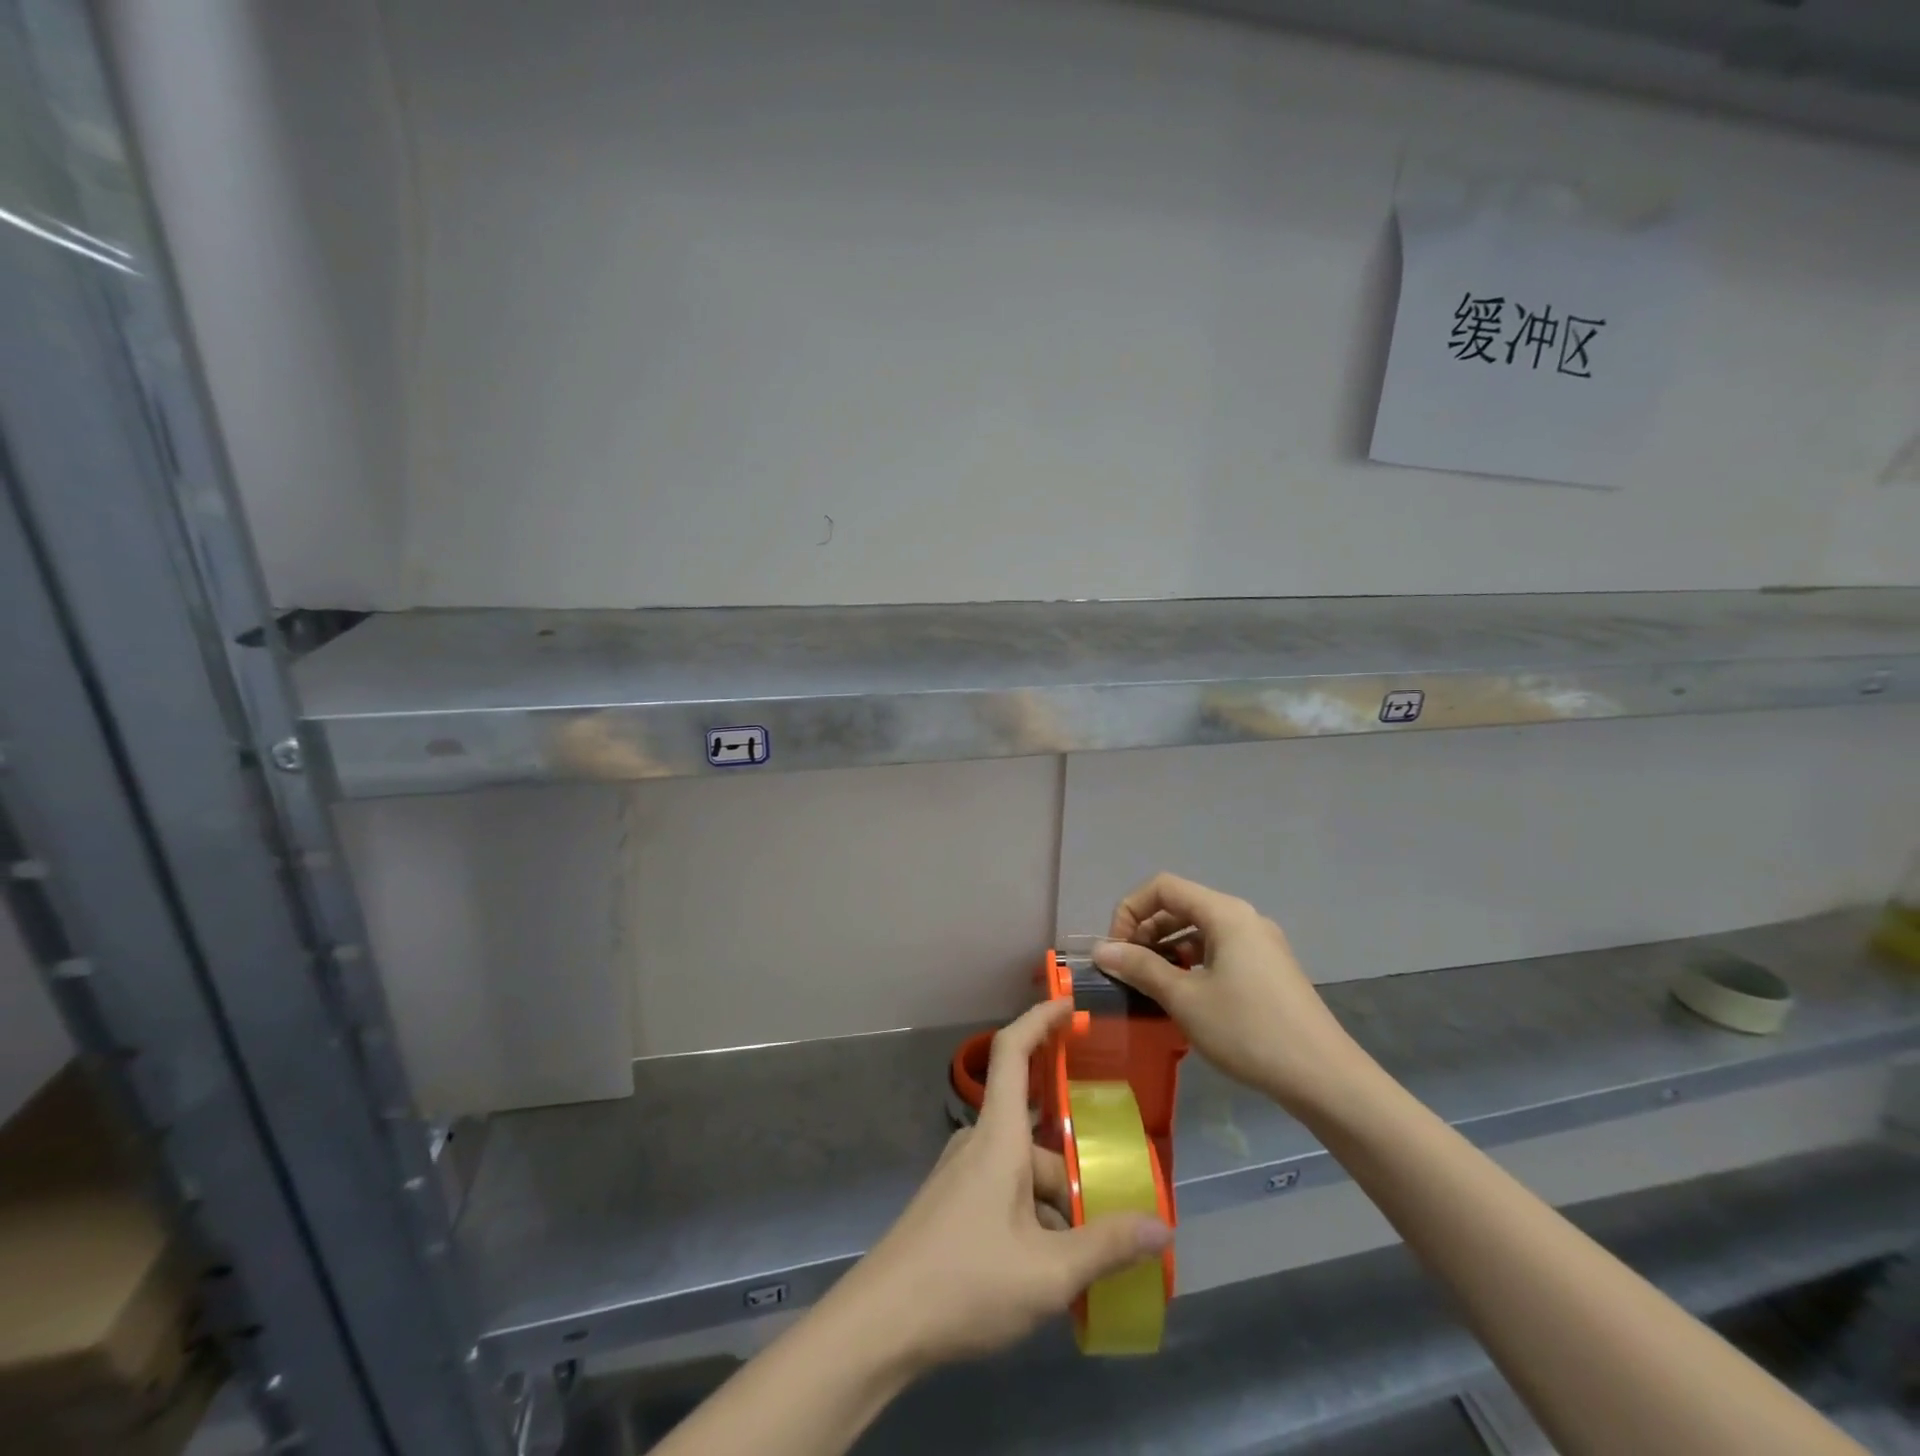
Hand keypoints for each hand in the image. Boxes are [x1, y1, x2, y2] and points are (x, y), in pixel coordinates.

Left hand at [830, 999, 1172, 1372]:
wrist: (881, 1324)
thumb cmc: (966, 1282)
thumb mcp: (1048, 1272)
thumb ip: (1106, 1247)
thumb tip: (1161, 1226)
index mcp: (998, 1136)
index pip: (1013, 1051)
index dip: (1040, 1019)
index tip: (1070, 1004)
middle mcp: (979, 1143)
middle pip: (1038, 1137)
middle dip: (1076, 1172)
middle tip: (1117, 1216)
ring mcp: (962, 1174)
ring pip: (1024, 1172)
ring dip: (1058, 1206)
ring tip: (1090, 1264)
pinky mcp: (953, 1204)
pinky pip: (1006, 1193)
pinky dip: (1035, 1219)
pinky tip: (1051, 1273)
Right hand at [1093, 873, 1370, 1113]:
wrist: (1325, 1078)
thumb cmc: (1248, 1030)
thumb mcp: (1185, 999)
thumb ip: (1141, 968)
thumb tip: (1102, 950)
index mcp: (1225, 913)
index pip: (1163, 887)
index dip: (1130, 910)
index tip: (1116, 949)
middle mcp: (1244, 918)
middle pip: (1181, 905)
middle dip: (1146, 930)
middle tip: (1128, 968)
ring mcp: (1260, 944)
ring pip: (1200, 930)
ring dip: (1168, 948)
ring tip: (1151, 984)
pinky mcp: (1269, 969)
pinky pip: (1220, 951)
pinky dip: (1193, 963)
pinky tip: (1184, 996)